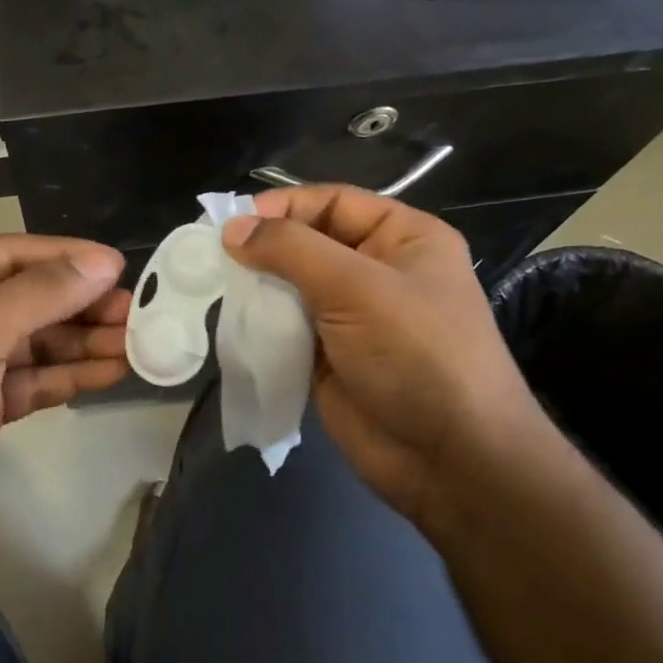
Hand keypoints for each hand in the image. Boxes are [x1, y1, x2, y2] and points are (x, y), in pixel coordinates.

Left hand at [0, 235, 129, 570]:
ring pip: (35, 341)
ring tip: (135, 343)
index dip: (65, 258)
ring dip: (82, 342)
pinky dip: (69, 376)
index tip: (119, 266)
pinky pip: (33, 379)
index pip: (10, 254)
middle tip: (135, 312)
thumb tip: (104, 263)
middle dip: (80, 305)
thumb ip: (42, 294)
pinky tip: (111, 372)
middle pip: (27, 297)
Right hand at [221, 188, 550, 526]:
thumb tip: (232, 227)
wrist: (449, 460)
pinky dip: (260, 323)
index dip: (285, 207)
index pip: (334, 203)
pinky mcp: (328, 357)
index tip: (234, 223)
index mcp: (403, 239)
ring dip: (257, 287)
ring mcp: (352, 317)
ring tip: (215, 288)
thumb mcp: (357, 287)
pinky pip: (286, 327)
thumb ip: (291, 250)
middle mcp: (377, 271)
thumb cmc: (416, 354)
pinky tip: (232, 322)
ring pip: (291, 286)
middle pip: (308, 243)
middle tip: (213, 257)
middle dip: (263, 248)